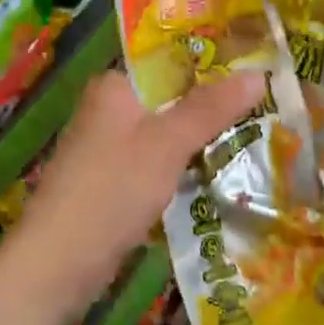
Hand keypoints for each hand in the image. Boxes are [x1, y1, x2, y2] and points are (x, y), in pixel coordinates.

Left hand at [1, 70, 262, 314]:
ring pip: (164, 133)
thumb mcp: (168, 144)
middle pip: (169, 98)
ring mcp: (107, 147)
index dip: (211, 64)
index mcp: (114, 86)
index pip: (168, 61)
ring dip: (200, 139)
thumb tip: (260, 73)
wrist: (57, 263)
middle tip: (266, 105)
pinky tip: (217, 173)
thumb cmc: (112, 189)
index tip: (256, 68)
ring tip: (254, 136)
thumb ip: (211, 109)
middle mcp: (107, 108)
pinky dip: (182, 166)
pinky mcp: (111, 181)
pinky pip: (156, 162)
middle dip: (211, 106)